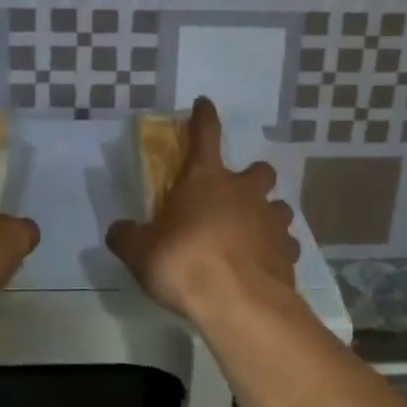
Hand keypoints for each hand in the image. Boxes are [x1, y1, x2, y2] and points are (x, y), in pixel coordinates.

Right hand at [106, 97, 298, 324]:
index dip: (204, 117)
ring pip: (280, 206)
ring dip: (269, 214)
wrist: (238, 303)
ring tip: (254, 233)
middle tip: (238, 195)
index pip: (205, 135)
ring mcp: (271, 221)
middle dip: (252, 177)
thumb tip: (117, 231)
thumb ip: (127, 237)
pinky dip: (277, 251)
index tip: (204, 103)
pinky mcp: (288, 253)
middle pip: (260, 170)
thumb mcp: (141, 252)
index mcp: (206, 179)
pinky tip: (265, 265)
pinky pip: (287, 244)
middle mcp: (244, 192)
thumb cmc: (184, 263)